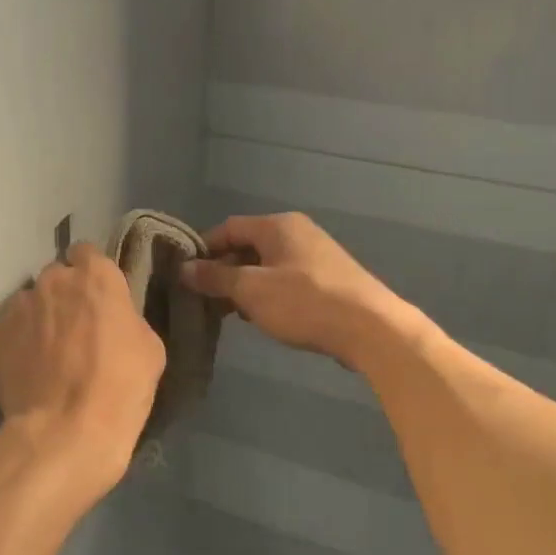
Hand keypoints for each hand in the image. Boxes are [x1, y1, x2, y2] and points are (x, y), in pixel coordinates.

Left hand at [0, 242, 166, 506]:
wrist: (65, 432)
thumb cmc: (120, 388)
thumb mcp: (150, 348)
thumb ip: (126, 317)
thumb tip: (113, 318)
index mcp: (96, 276)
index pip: (88, 252)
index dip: (91, 273)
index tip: (97, 297)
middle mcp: (54, 279)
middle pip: (57, 275)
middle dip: (64, 295)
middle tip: (74, 328)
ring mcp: (19, 303)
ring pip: (31, 300)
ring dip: (40, 317)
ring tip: (47, 353)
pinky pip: (10, 326)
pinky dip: (18, 340)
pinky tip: (28, 367)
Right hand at [180, 212, 417, 371]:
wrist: (371, 329)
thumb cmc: (304, 302)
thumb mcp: (251, 290)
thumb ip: (215, 278)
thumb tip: (184, 268)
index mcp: (277, 225)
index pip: (228, 228)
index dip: (204, 249)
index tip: (187, 274)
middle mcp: (297, 232)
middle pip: (248, 245)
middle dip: (224, 270)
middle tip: (206, 298)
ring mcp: (316, 255)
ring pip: (267, 264)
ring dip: (246, 285)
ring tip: (231, 312)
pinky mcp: (329, 279)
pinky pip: (287, 279)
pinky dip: (269, 293)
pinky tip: (264, 316)